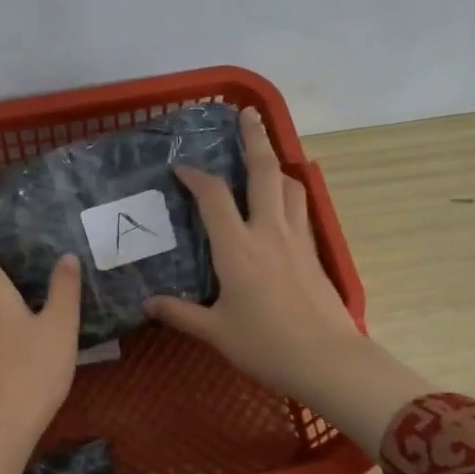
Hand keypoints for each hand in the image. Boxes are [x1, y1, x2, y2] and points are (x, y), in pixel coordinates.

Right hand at [146, 107, 434, 453]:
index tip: (181, 167)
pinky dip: (290, 192)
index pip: (213, 197)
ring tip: (266, 155)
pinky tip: (285, 200)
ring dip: (276, 164)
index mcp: (237, 247)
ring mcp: (296, 238)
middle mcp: (268, 231)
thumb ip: (180, 314)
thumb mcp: (215, 331)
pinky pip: (301, 208)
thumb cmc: (265, 345)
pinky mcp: (314, 252)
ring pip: (289, 185)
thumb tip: (148, 304)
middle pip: (263, 171)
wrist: (327, 359)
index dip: (195, 176)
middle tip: (247, 114)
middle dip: (254, 138)